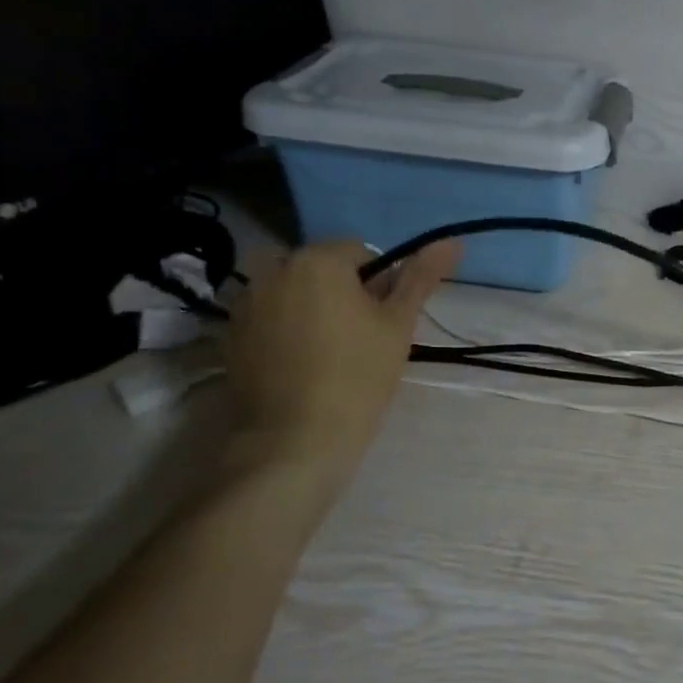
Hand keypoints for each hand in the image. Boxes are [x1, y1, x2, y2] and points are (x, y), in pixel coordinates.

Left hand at [225, 238, 461, 476]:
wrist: (294, 441)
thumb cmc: (357, 376)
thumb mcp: (399, 324)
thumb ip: (421, 277)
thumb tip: (453, 241)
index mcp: (317, 260)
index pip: (361, 253)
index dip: (380, 285)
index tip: (384, 322)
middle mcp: (274, 270)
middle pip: (323, 270)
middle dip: (343, 294)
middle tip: (362, 339)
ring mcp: (245, 303)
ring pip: (295, 294)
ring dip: (313, 309)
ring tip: (330, 355)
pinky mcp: (230, 336)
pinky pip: (270, 318)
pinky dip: (287, 331)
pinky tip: (301, 367)